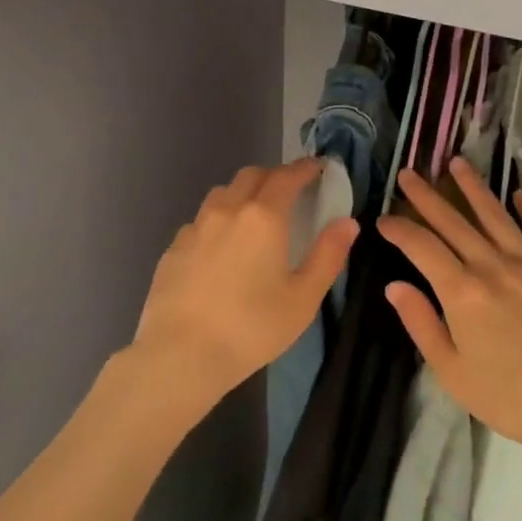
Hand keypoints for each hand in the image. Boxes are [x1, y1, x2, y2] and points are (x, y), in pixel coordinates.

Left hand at [131, 160, 358, 410]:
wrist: (180, 353)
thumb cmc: (251, 327)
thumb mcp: (303, 298)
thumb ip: (328, 255)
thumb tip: (346, 222)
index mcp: (263, 217)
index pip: (287, 177)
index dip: (304, 168)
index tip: (317, 167)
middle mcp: (227, 210)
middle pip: (251, 175)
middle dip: (274, 175)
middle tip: (289, 191)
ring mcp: (195, 227)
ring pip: (222, 194)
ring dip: (243, 193)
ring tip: (254, 215)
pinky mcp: (174, 247)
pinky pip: (201, 220)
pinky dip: (218, 221)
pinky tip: (221, 247)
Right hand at [378, 158, 521, 466]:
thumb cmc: (512, 398)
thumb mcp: (452, 372)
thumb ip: (421, 324)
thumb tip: (394, 285)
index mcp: (461, 291)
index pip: (421, 247)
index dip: (399, 229)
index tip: (383, 219)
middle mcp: (493, 265)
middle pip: (453, 221)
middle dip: (426, 196)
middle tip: (408, 173)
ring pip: (496, 214)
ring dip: (473, 187)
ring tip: (457, 163)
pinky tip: (520, 196)